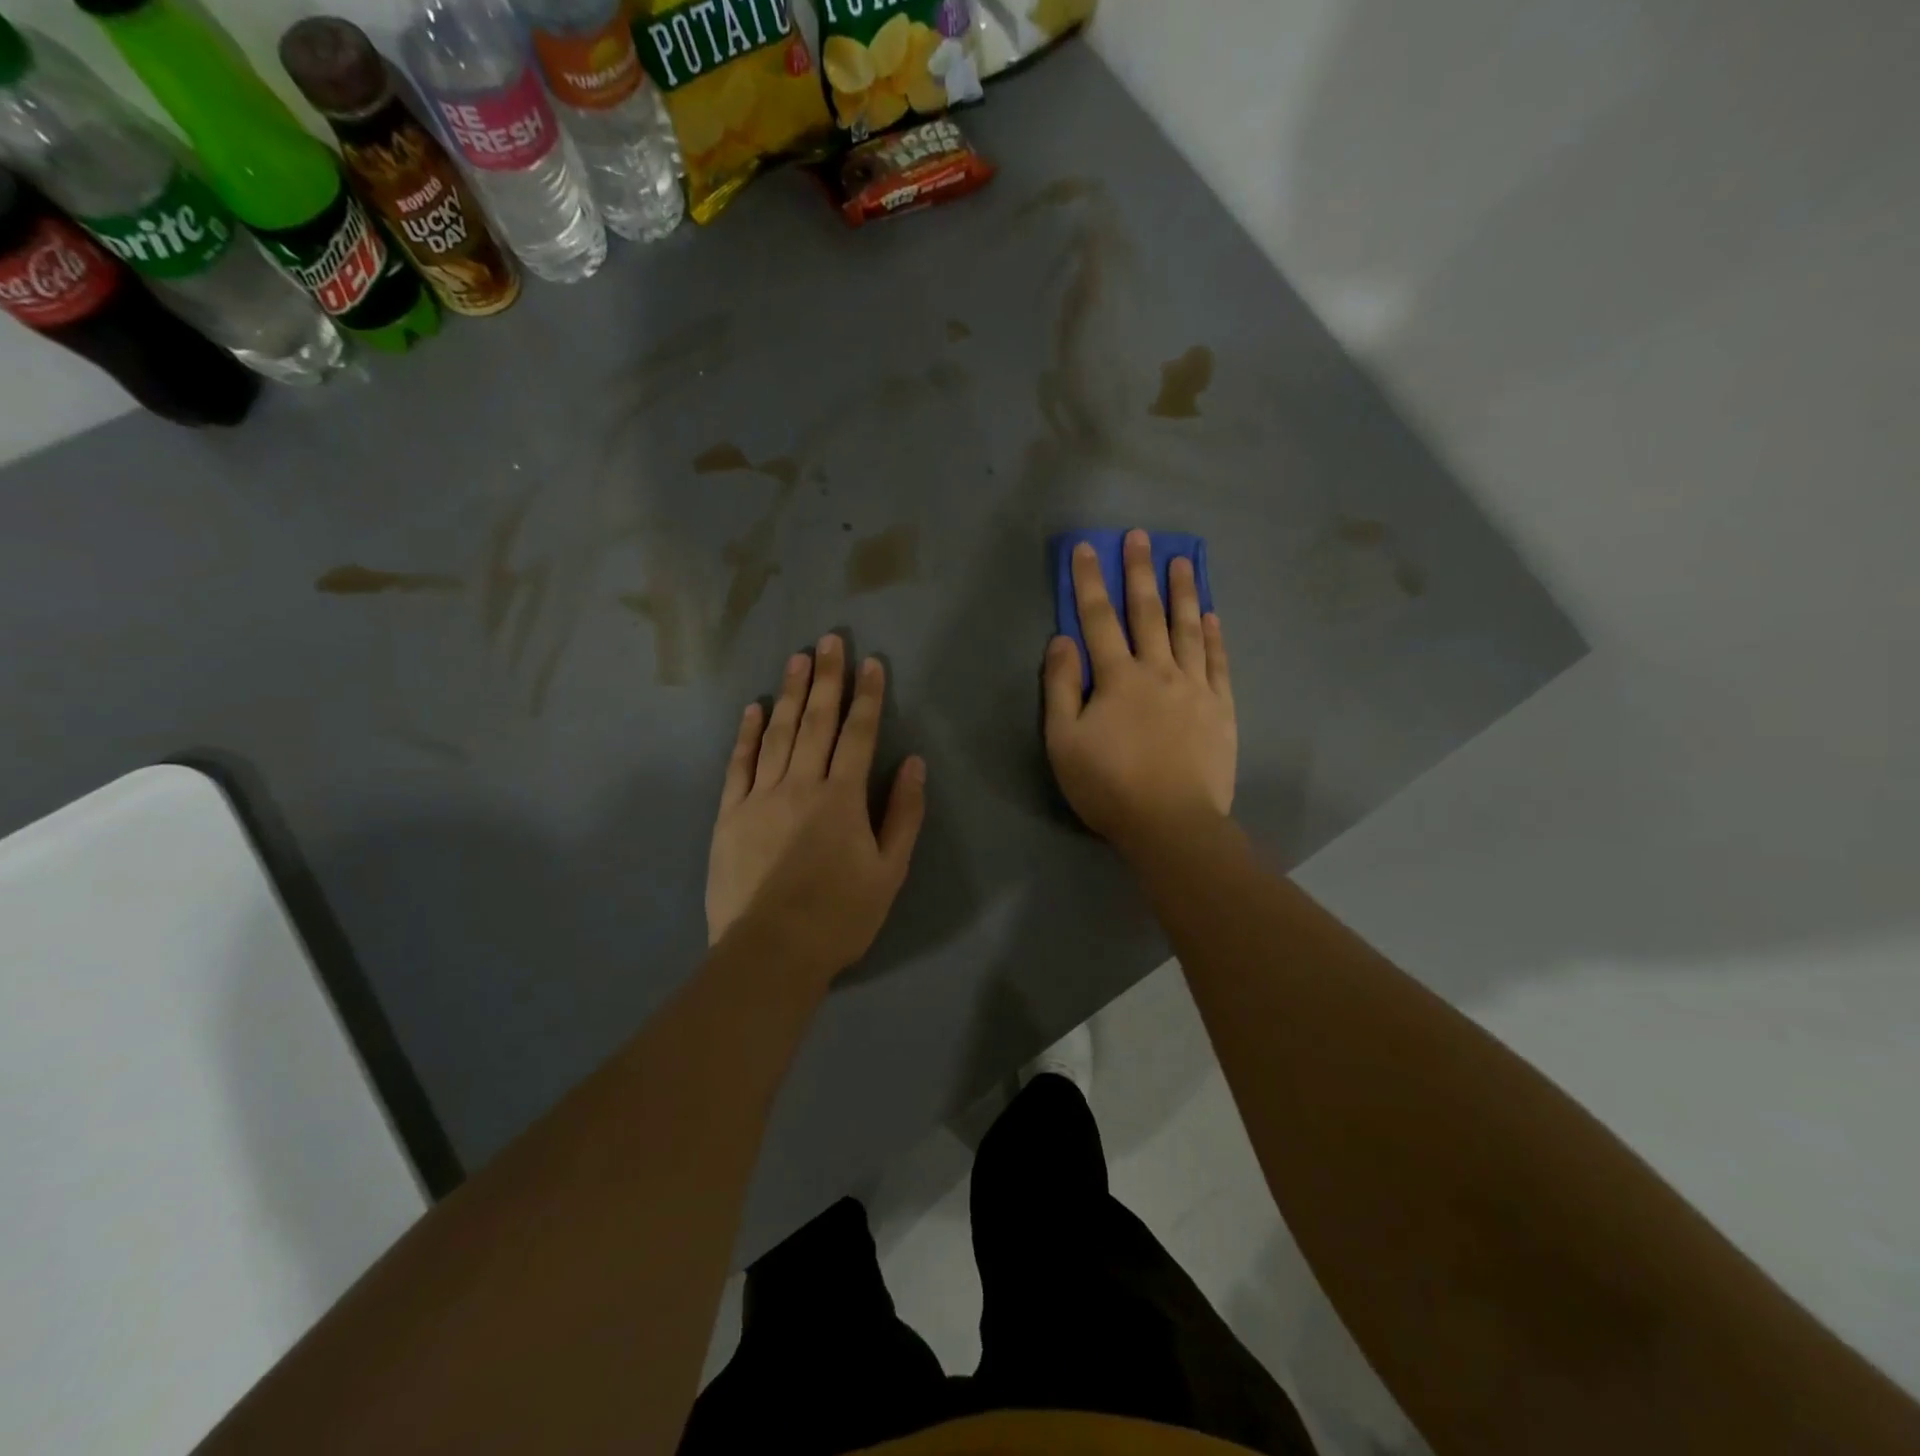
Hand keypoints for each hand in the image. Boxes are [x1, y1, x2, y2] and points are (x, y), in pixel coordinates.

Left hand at [706, 635, 926, 982]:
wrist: (770, 953)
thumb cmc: (840, 917)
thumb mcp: (889, 872)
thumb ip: (903, 814)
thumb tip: (913, 764)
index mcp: (842, 799)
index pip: (858, 735)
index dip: (867, 697)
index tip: (871, 664)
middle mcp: (800, 785)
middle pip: (815, 722)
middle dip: (826, 678)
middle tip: (829, 640)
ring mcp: (759, 797)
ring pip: (777, 734)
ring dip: (788, 693)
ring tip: (797, 659)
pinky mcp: (729, 815)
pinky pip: (738, 765)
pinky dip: (746, 734)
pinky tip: (752, 709)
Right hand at [1043, 530, 1235, 851]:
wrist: (1172, 824)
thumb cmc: (1109, 786)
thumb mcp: (1063, 742)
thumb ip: (1061, 687)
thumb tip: (1062, 640)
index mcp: (1117, 678)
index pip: (1098, 620)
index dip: (1090, 582)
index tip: (1087, 548)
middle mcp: (1158, 671)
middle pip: (1147, 613)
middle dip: (1140, 572)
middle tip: (1140, 536)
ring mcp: (1195, 687)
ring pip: (1187, 629)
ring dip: (1182, 592)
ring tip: (1183, 560)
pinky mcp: (1220, 708)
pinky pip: (1217, 662)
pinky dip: (1212, 635)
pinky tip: (1210, 615)